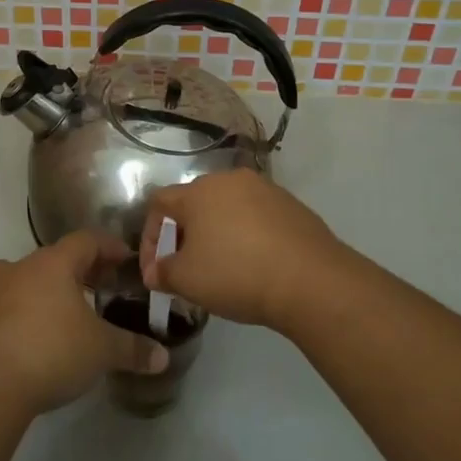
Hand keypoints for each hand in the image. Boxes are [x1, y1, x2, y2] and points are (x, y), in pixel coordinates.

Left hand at [0, 232, 167, 415]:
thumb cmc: (50, 352)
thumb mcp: (101, 352)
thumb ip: (132, 350)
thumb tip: (162, 357)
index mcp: (52, 264)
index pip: (86, 241)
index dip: (108, 247)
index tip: (125, 258)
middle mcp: (17, 269)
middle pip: (51, 261)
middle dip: (75, 274)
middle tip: (97, 291)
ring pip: (19, 284)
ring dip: (40, 296)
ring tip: (59, 320)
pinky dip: (14, 321)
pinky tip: (25, 346)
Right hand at [138, 171, 349, 331]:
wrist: (310, 279)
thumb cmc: (236, 274)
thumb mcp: (187, 280)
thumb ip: (162, 273)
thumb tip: (154, 272)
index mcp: (198, 191)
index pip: (159, 204)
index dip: (151, 236)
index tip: (155, 270)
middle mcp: (229, 180)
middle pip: (195, 202)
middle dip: (184, 234)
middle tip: (186, 267)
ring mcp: (265, 189)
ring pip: (228, 208)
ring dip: (217, 233)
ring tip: (221, 266)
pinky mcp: (292, 205)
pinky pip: (256, 216)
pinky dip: (247, 235)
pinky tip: (254, 263)